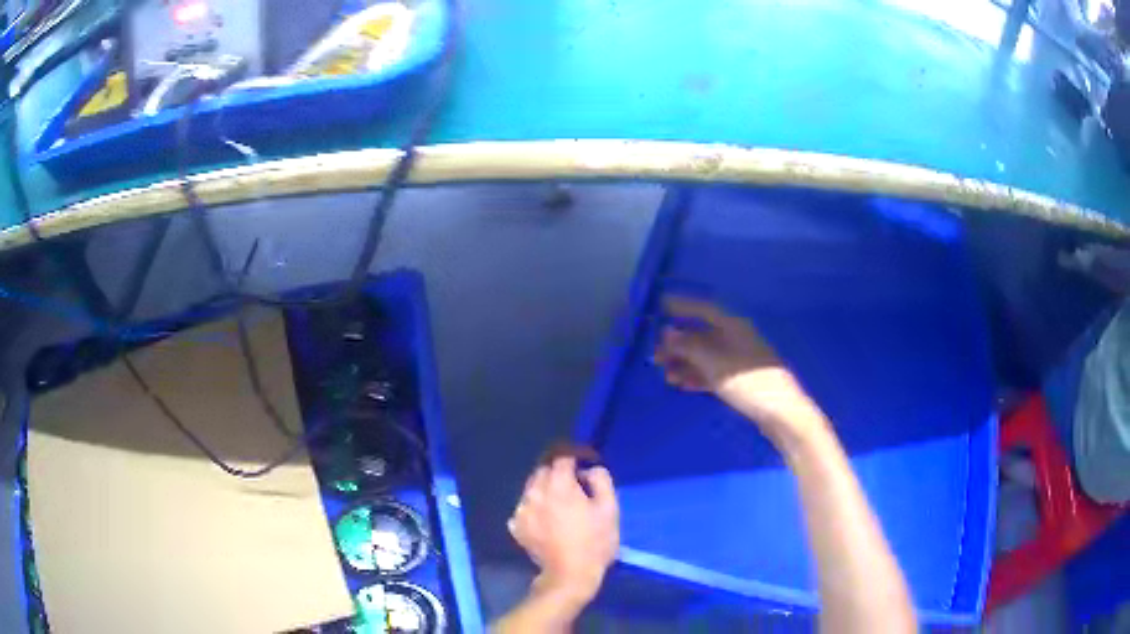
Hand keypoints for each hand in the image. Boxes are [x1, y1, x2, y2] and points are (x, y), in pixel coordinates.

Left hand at [508, 457, 618, 606]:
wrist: (570, 575)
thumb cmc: (595, 541)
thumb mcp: (609, 509)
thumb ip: (600, 480)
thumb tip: (588, 470)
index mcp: (558, 485)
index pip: (562, 459)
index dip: (574, 462)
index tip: (584, 472)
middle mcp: (535, 492)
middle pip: (543, 471)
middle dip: (557, 474)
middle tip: (573, 489)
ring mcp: (521, 510)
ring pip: (531, 489)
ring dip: (544, 491)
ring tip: (558, 507)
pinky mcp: (516, 527)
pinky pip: (524, 508)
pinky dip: (534, 509)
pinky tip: (545, 521)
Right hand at [653, 296, 824, 442]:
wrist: (779, 413)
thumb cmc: (747, 382)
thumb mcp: (713, 362)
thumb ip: (688, 346)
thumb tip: (667, 332)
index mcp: (733, 326)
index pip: (704, 309)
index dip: (682, 305)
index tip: (661, 305)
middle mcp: (736, 338)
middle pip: (702, 334)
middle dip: (678, 344)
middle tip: (655, 357)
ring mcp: (739, 359)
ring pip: (706, 355)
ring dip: (685, 363)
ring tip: (667, 376)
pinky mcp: (741, 379)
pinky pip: (714, 371)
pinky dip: (698, 376)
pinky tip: (684, 385)